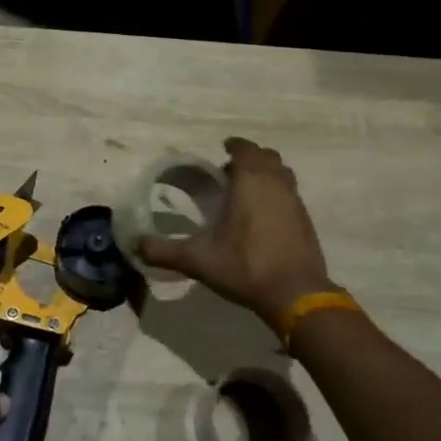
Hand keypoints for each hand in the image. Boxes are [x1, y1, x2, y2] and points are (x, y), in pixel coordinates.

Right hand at [138, 137, 333, 326]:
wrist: (296, 294)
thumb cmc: (245, 266)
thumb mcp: (198, 260)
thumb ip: (164, 251)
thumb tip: (134, 245)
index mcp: (251, 182)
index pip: (245, 149)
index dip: (234, 146)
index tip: (223, 148)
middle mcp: (276, 184)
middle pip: (267, 157)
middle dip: (250, 158)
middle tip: (229, 172)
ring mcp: (295, 202)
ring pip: (282, 174)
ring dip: (266, 174)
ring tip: (246, 191)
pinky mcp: (306, 221)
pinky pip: (290, 194)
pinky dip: (277, 194)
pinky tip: (263, 217)